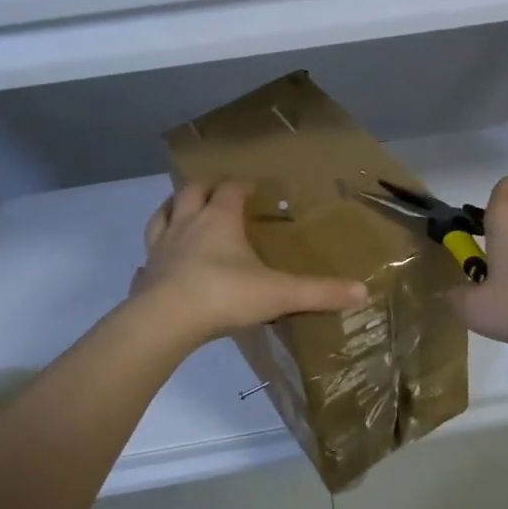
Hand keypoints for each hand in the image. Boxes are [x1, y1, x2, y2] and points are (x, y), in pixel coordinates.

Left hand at [132, 182, 367, 345]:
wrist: (166, 321)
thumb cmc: (225, 295)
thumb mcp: (280, 294)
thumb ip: (320, 292)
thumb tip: (363, 292)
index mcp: (220, 220)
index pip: (230, 190)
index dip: (241, 186)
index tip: (252, 188)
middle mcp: (187, 225)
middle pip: (191, 193)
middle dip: (204, 189)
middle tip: (216, 193)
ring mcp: (160, 249)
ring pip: (161, 217)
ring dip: (171, 210)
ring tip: (180, 212)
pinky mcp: (144, 275)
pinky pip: (146, 261)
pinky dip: (153, 258)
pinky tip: (157, 266)